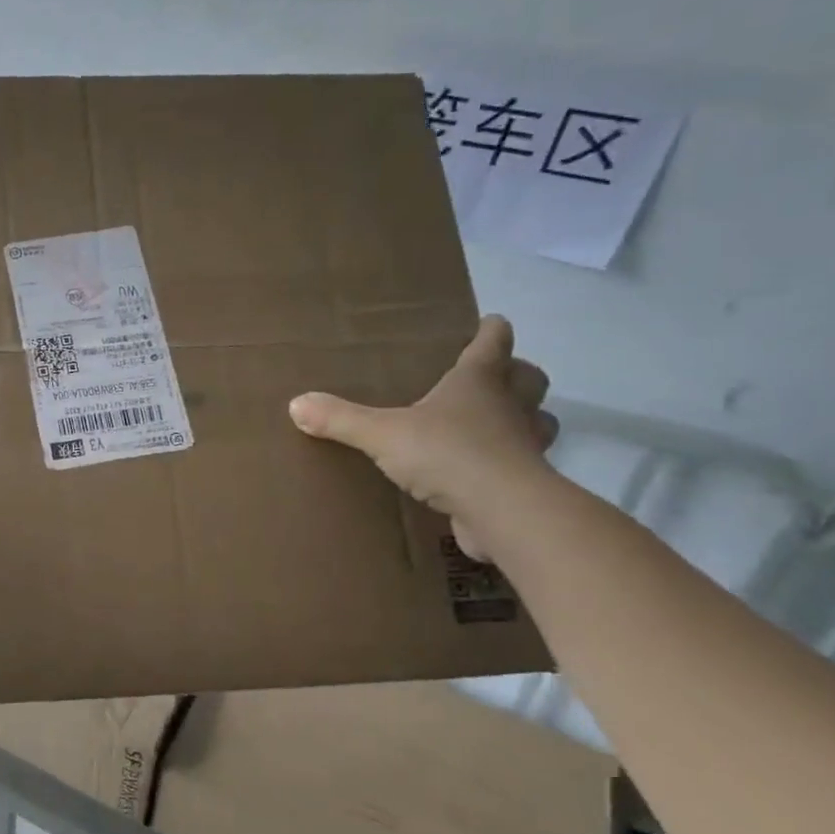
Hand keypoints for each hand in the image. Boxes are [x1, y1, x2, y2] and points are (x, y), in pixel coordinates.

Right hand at [288, 315, 556, 560]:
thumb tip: (296, 404)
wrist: (503, 512)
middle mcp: (509, 408)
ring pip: (538, 421)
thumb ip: (340, 419)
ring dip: (525, 417)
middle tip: (498, 375)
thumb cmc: (447, 454)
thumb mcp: (382, 434)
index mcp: (477, 383)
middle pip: (529, 379)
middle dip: (518, 373)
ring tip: (498, 423)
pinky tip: (486, 471)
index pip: (492, 344)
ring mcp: (524, 446)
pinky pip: (524, 464)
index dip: (491, 331)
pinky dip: (511, 461)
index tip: (491, 321)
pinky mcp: (526, 484)